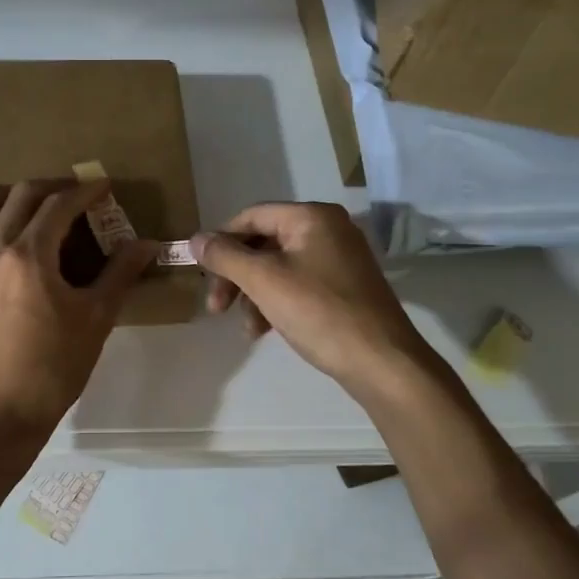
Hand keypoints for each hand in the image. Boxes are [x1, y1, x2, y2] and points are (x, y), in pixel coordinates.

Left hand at [0, 180, 158, 451]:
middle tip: (77, 195)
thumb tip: (148, 244)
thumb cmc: (55, 366)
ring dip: (12, 193)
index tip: (104, 186)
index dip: (86, 191)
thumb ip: (121, 273)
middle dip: (54, 187)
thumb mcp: (96, 318)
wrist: (1, 410)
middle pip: (22, 193)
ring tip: (34, 206)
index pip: (60, 205)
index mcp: (29, 255)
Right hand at [191, 203, 432, 398]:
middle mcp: (328, 229)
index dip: (222, 241)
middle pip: (264, 243)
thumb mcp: (263, 281)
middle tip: (216, 308)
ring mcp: (339, 258)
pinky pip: (298, 284)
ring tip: (247, 329)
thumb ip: (225, 256)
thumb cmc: (319, 312)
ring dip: (253, 295)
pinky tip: (265, 330)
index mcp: (311, 217)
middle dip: (236, 275)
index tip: (202, 273)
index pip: (252, 216)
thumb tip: (195, 238)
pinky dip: (276, 302)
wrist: (382, 362)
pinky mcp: (344, 287)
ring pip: (278, 267)